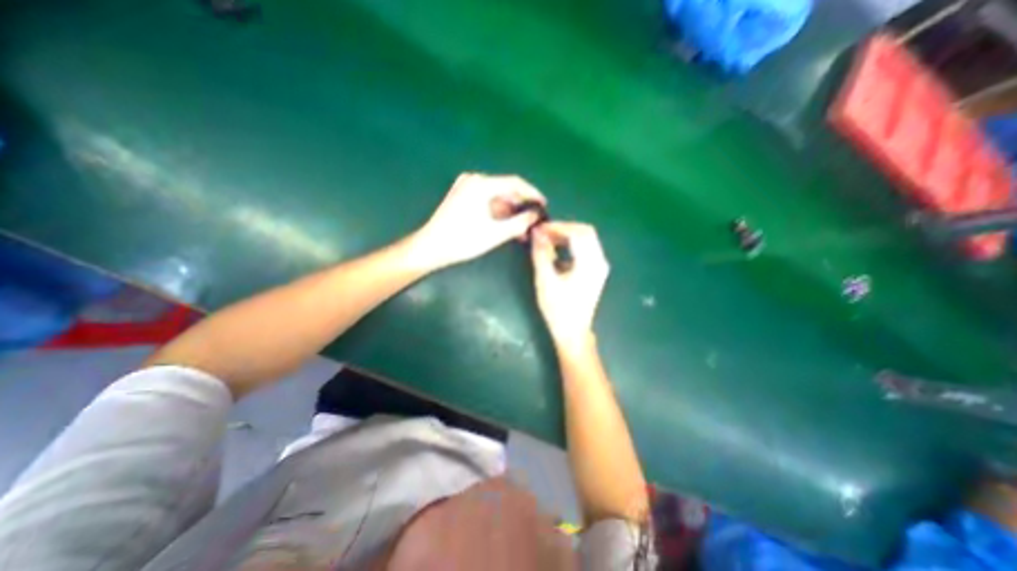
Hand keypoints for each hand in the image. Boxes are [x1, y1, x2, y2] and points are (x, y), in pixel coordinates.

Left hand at [412, 171, 548, 266]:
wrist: (431, 247)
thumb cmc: (463, 240)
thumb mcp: (495, 233)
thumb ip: (520, 222)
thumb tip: (535, 215)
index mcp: (481, 184)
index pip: (514, 183)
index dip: (532, 193)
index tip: (543, 205)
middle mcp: (473, 180)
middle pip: (505, 189)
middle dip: (520, 206)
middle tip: (532, 221)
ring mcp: (465, 186)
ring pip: (496, 196)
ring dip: (509, 211)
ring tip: (521, 228)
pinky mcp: (461, 195)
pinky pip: (485, 199)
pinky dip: (497, 211)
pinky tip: (505, 224)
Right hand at [530, 221, 606, 348]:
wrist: (572, 332)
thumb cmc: (558, 309)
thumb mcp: (545, 280)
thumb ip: (541, 254)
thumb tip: (536, 233)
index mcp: (590, 263)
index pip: (577, 232)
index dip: (557, 227)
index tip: (539, 229)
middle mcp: (599, 261)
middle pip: (585, 232)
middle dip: (562, 229)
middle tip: (543, 233)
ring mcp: (599, 266)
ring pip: (586, 239)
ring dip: (566, 236)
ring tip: (546, 240)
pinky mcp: (595, 271)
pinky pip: (585, 249)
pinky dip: (570, 245)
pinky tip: (556, 251)